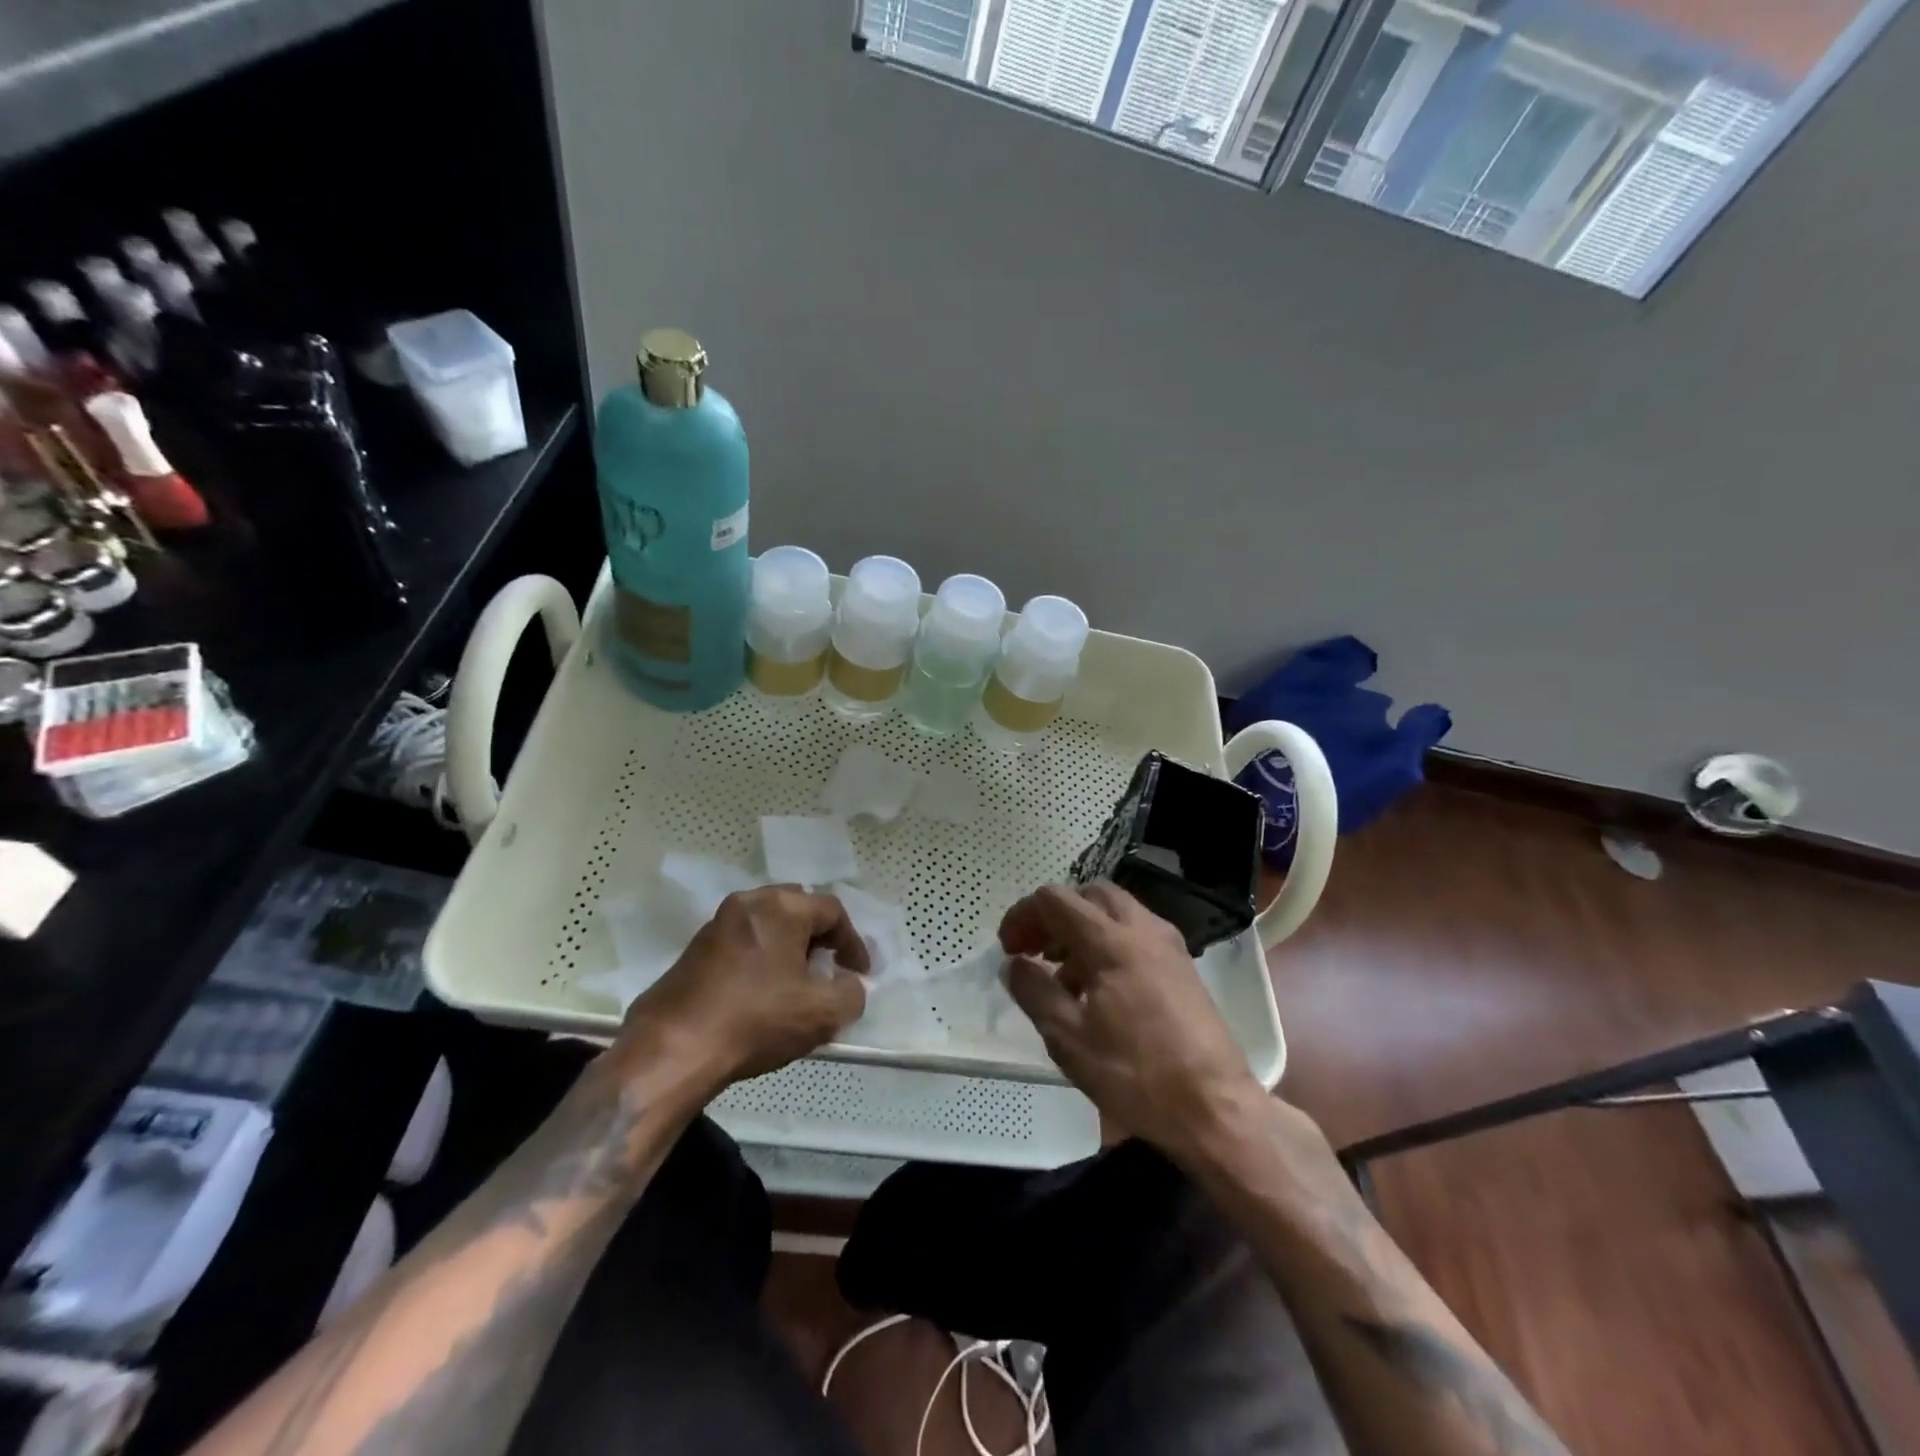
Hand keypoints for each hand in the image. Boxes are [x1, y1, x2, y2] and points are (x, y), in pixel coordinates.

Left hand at [620, 886, 869, 1095]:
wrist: (672, 1049)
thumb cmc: (755, 1020)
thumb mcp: (821, 1013)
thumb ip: (851, 994)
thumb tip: (849, 985)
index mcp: (781, 908)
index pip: (832, 911)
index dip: (853, 943)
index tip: (860, 974)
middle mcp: (748, 903)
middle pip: (797, 909)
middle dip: (819, 937)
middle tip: (830, 968)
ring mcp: (716, 924)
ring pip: (767, 924)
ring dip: (789, 947)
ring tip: (798, 983)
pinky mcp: (694, 950)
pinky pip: (742, 942)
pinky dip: (761, 958)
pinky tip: (763, 993)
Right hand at [1000, 883, 1264, 1160]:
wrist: (1216, 1108)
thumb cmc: (1136, 1074)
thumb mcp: (1068, 1038)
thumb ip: (1034, 992)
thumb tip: (1014, 964)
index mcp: (1111, 941)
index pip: (1055, 899)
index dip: (1023, 915)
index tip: (1008, 949)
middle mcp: (1142, 928)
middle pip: (1088, 894)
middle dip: (1055, 915)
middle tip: (1035, 951)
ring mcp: (1168, 944)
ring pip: (1115, 910)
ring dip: (1082, 927)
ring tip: (1063, 973)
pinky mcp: (1182, 964)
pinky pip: (1136, 932)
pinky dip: (1108, 941)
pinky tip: (1099, 987)